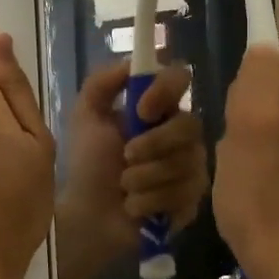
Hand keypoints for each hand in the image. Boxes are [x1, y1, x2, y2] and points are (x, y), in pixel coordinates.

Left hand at [55, 61, 207, 278]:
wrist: (86, 215)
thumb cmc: (86, 164)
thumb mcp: (85, 117)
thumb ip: (102, 83)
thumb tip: (132, 62)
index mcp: (158, 109)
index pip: (180, 80)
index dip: (165, 91)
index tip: (140, 110)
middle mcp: (182, 135)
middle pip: (191, 126)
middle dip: (154, 144)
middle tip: (126, 158)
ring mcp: (192, 168)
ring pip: (185, 164)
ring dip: (145, 178)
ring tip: (124, 188)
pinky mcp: (193, 201)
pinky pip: (183, 194)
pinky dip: (150, 202)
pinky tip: (134, 208)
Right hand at [212, 45, 278, 278]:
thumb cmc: (262, 189)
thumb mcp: (250, 121)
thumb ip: (259, 74)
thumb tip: (263, 50)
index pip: (275, 70)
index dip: (245, 94)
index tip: (236, 124)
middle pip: (276, 102)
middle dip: (249, 122)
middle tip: (235, 153)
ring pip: (276, 133)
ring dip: (253, 149)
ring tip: (243, 177)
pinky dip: (266, 172)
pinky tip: (256, 194)